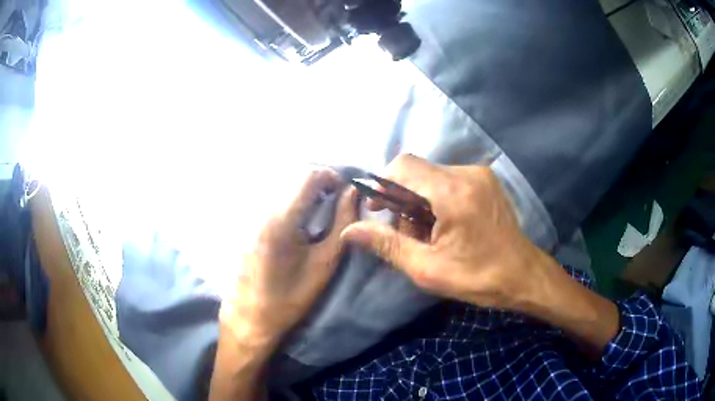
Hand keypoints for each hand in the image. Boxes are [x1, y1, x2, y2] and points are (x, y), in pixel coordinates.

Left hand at [221, 168, 357, 347]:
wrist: (249, 315)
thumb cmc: (290, 297)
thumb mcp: (324, 264)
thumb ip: (342, 223)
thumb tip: (352, 193)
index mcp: (282, 220)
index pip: (308, 175)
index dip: (331, 175)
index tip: (343, 189)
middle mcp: (262, 208)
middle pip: (293, 172)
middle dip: (318, 177)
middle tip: (333, 196)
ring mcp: (250, 212)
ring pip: (281, 180)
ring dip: (303, 185)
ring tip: (318, 204)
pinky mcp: (245, 220)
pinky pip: (271, 193)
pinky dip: (289, 194)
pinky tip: (297, 214)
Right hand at [342, 154, 552, 311]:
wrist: (524, 276)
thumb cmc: (478, 278)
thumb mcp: (427, 269)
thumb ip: (387, 244)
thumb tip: (349, 230)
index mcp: (453, 192)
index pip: (404, 166)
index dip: (382, 183)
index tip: (376, 210)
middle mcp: (467, 174)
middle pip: (417, 171)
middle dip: (401, 198)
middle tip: (404, 232)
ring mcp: (480, 175)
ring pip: (432, 177)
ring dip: (419, 201)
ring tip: (426, 235)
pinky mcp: (486, 181)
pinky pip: (449, 181)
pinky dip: (436, 200)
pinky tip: (443, 226)